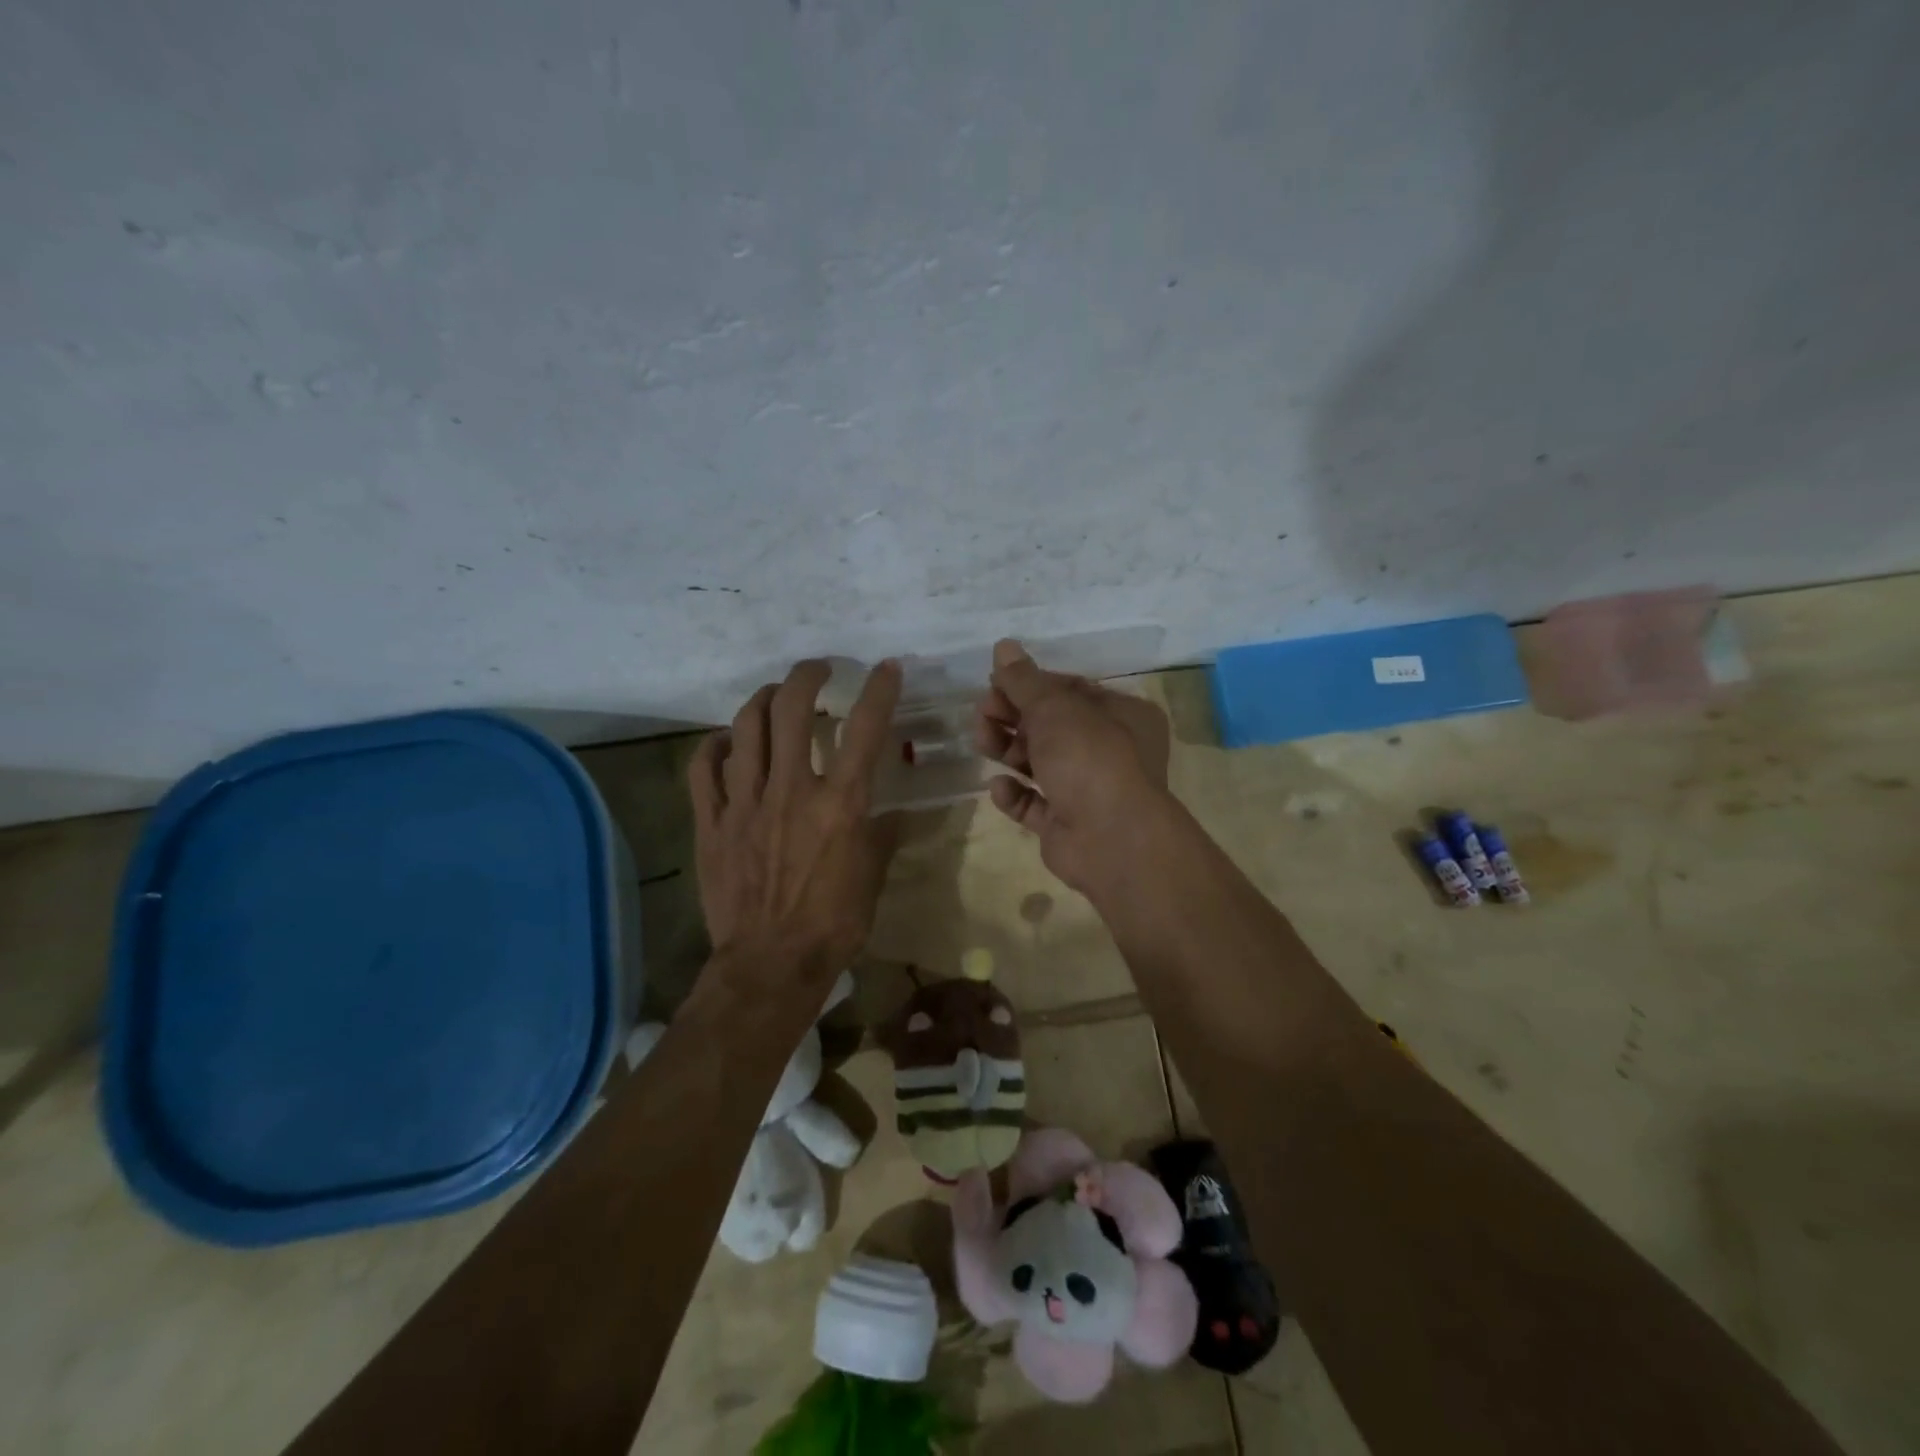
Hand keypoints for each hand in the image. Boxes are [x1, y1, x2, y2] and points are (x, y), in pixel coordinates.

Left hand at [690, 659, 901, 989]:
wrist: (770, 964)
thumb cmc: (834, 924)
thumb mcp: (874, 876)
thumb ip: (883, 834)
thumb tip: (893, 811)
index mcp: (840, 804)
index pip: (863, 730)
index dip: (878, 690)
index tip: (886, 668)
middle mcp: (791, 791)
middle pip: (792, 710)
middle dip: (806, 676)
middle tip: (818, 670)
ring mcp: (745, 803)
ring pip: (745, 727)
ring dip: (763, 699)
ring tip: (775, 695)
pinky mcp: (712, 823)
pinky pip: (704, 768)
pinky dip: (716, 745)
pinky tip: (728, 741)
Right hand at [974, 639, 1172, 892]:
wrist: (1111, 839)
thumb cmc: (1090, 757)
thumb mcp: (1054, 708)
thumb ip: (1024, 680)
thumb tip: (1003, 646)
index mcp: (1122, 715)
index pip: (1070, 691)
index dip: (1030, 685)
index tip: (995, 684)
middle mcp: (1110, 751)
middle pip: (1052, 727)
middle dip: (1013, 717)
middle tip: (982, 713)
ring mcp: (1089, 791)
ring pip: (1041, 764)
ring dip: (1008, 750)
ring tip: (981, 742)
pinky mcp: (1067, 824)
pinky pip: (1035, 804)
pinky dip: (1015, 795)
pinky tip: (999, 787)